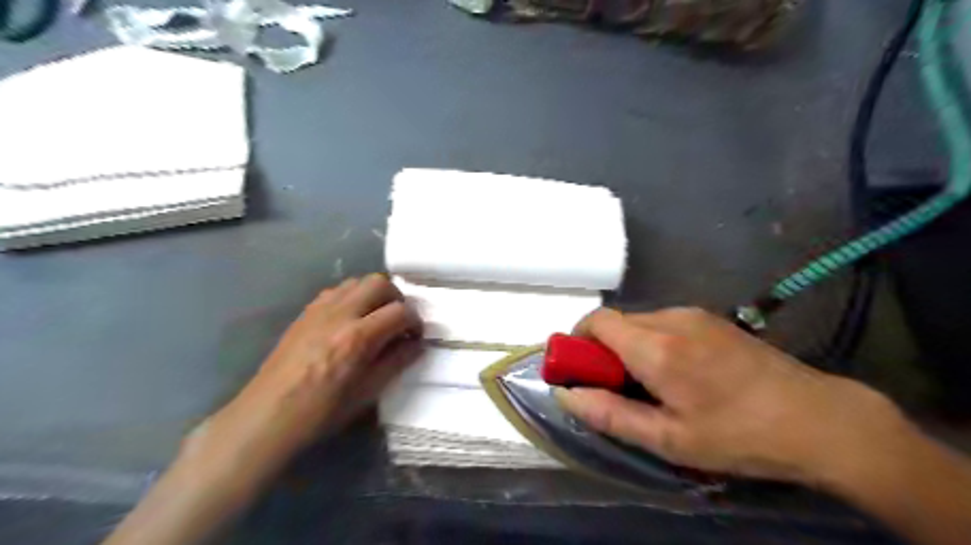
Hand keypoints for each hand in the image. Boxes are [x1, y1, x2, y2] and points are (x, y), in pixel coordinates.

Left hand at [103, 274, 420, 544]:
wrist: (268, 416)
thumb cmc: (321, 412)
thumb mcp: (368, 393)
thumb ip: (397, 362)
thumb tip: (417, 345)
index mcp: (358, 337)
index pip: (400, 311)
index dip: (415, 321)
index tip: (416, 336)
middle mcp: (340, 314)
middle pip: (379, 283)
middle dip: (397, 298)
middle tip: (398, 321)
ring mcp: (319, 310)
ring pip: (357, 281)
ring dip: (374, 294)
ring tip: (376, 318)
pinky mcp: (305, 313)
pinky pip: (336, 291)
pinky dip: (352, 297)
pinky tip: (350, 320)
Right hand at [558, 309, 914, 487]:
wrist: (819, 419)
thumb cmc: (739, 435)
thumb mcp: (670, 439)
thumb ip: (610, 415)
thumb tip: (566, 395)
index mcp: (657, 347)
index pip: (596, 321)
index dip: (577, 341)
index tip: (580, 371)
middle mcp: (671, 319)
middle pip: (616, 322)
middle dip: (602, 350)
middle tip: (615, 387)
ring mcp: (694, 314)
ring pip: (639, 321)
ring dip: (628, 346)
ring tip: (650, 385)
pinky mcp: (710, 318)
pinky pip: (663, 322)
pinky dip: (651, 341)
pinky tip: (677, 372)